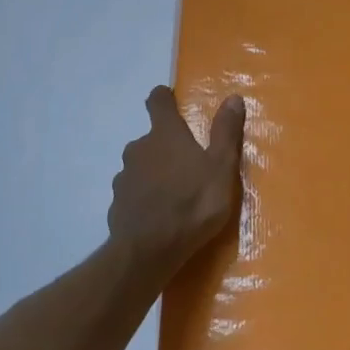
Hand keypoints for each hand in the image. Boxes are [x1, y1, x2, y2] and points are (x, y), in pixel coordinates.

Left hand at [108, 87, 245, 271]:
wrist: (149, 251)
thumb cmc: (193, 203)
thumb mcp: (221, 168)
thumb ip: (225, 132)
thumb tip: (233, 98)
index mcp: (165, 134)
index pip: (157, 101)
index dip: (163, 98)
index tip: (170, 99)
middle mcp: (139, 148)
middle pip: (151, 138)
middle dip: (167, 146)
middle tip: (188, 164)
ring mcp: (124, 177)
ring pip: (141, 166)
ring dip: (155, 173)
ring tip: (175, 193)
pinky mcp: (117, 203)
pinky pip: (133, 192)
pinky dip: (145, 197)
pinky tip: (159, 214)